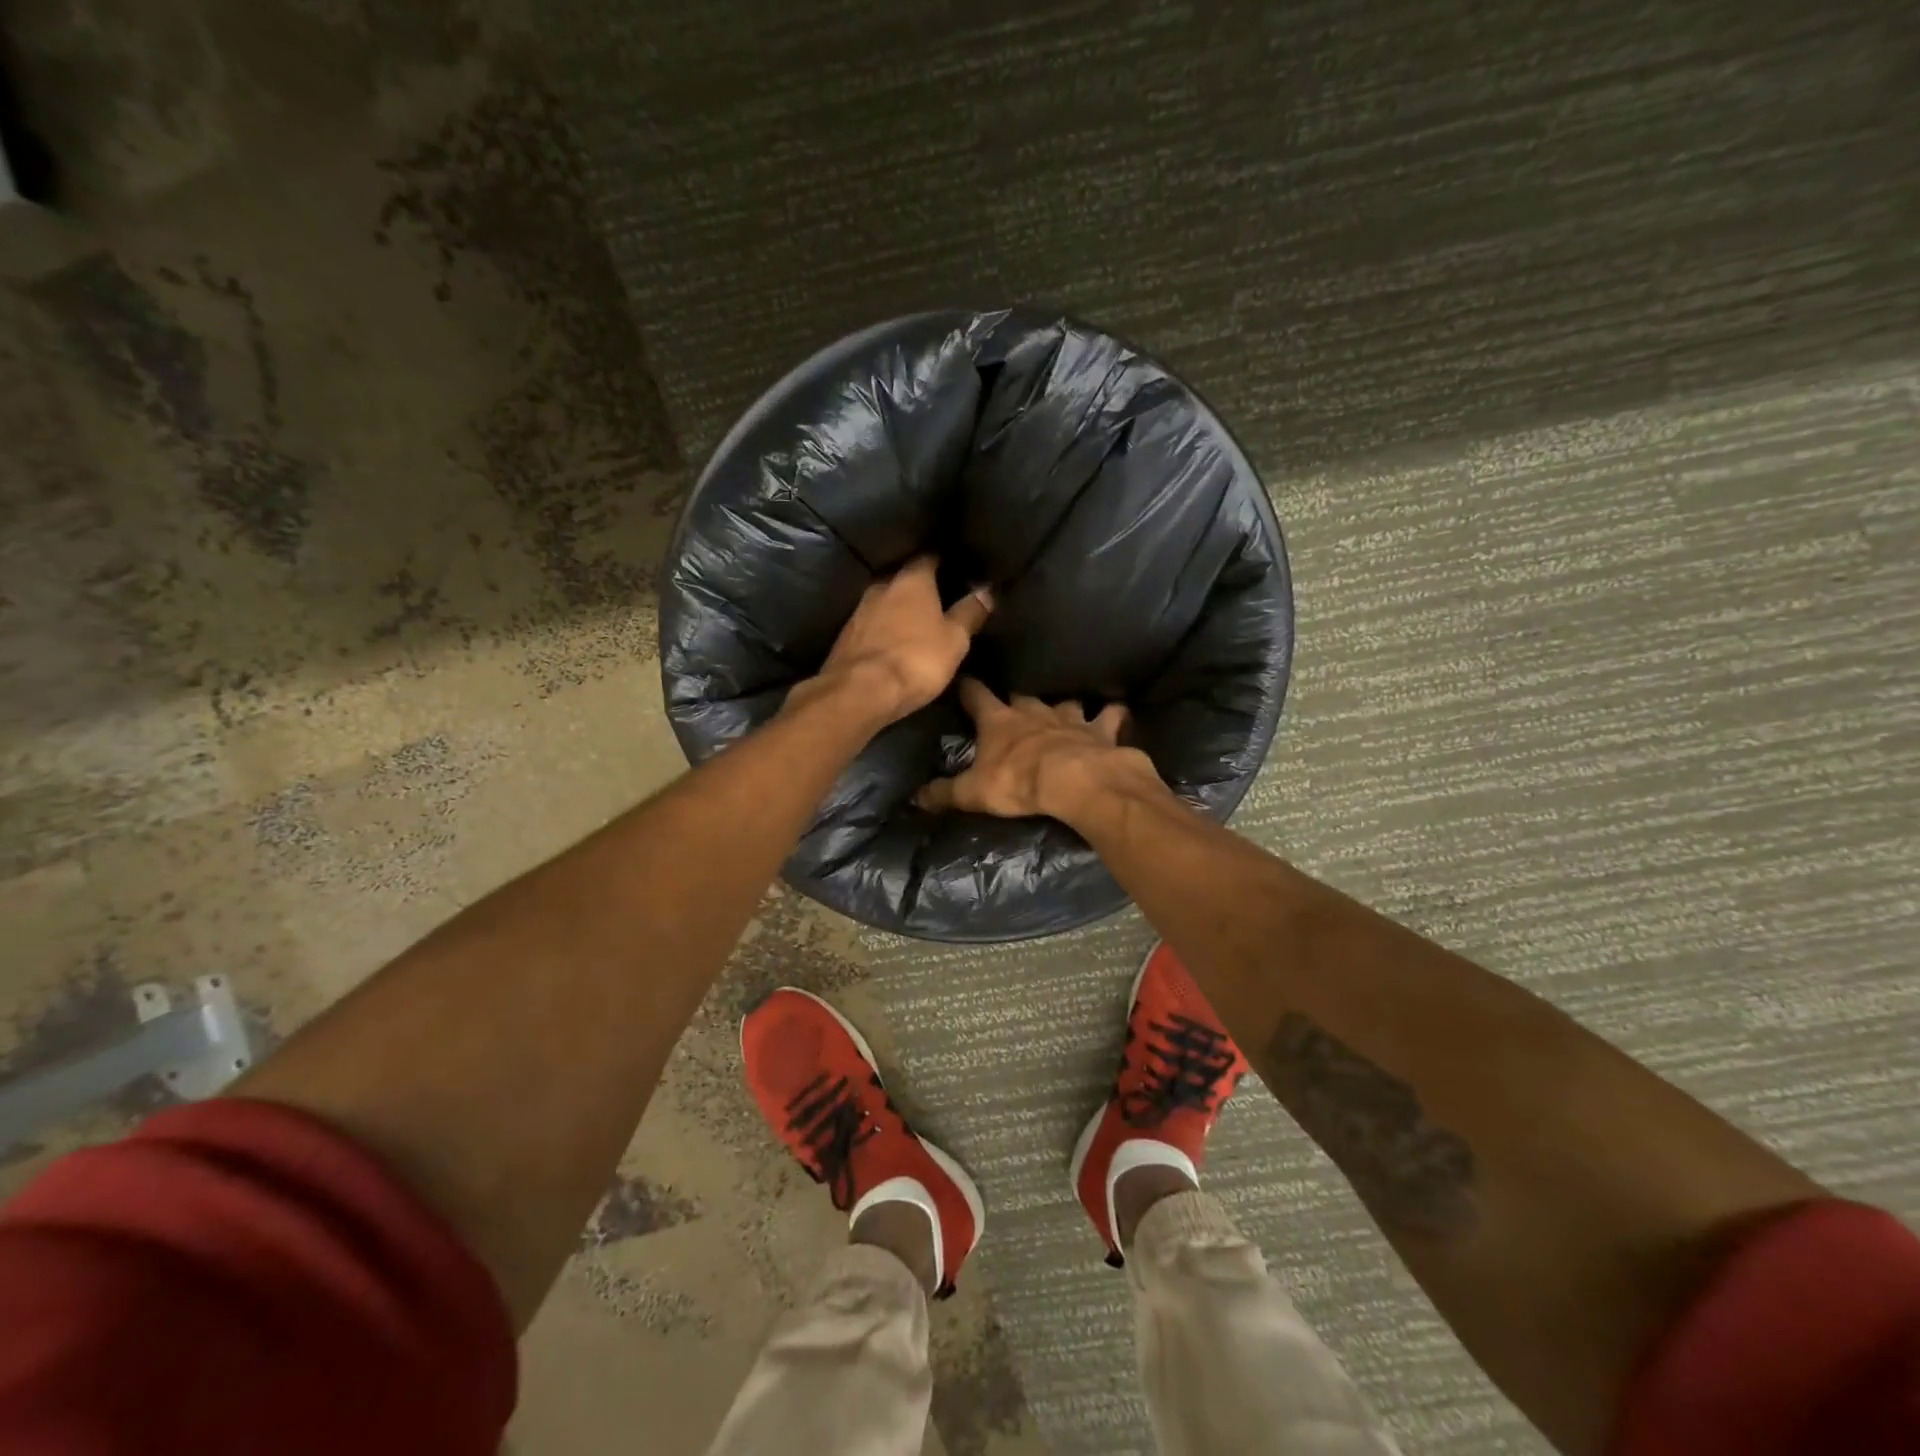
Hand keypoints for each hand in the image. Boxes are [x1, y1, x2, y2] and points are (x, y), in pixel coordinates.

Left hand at [787, 556, 992, 725]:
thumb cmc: (916, 659)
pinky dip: (884, 627)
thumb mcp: (955, 639)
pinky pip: (871, 623)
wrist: (860, 691)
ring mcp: (859, 610)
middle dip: (919, 585)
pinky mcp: (846, 635)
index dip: (943, 560)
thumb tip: (987, 590)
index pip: (929, 557)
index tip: (955, 566)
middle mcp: (882, 586)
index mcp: (911, 580)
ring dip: (899, 608)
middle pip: (903, 577)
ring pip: (885, 600)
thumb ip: (970, 612)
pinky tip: (893, 640)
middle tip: (939, 597)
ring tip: (917, 621)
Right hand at [914, 679, 1157, 818]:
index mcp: (999, 721)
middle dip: (1017, 697)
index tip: (964, 679)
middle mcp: (1034, 711)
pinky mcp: (1102, 730)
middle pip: (1022, 696)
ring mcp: (1070, 717)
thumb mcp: (973, 792)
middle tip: (1016, 702)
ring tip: (1067, 707)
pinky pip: (1110, 716)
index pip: (976, 695)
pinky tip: (1116, 713)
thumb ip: (944, 793)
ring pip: (1067, 701)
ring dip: (1065, 705)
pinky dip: (1113, 714)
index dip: (969, 687)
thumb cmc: (1019, 783)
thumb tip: (914, 796)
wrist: (1076, 782)